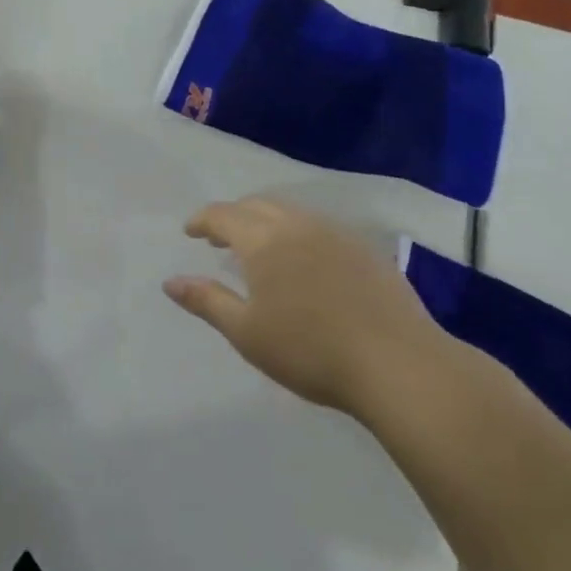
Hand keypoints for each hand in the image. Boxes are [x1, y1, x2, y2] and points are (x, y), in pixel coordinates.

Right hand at [164, 197, 451, 417]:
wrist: (399, 364)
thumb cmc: (311, 351)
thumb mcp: (247, 332)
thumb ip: (206, 301)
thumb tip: (170, 281)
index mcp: (264, 241)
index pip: (224, 215)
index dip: (202, 220)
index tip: (190, 232)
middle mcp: (299, 226)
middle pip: (257, 205)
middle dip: (233, 216)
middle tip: (219, 238)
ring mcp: (337, 234)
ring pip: (291, 212)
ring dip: (266, 221)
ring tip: (259, 248)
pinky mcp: (366, 250)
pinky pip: (320, 227)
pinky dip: (298, 232)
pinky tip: (304, 262)